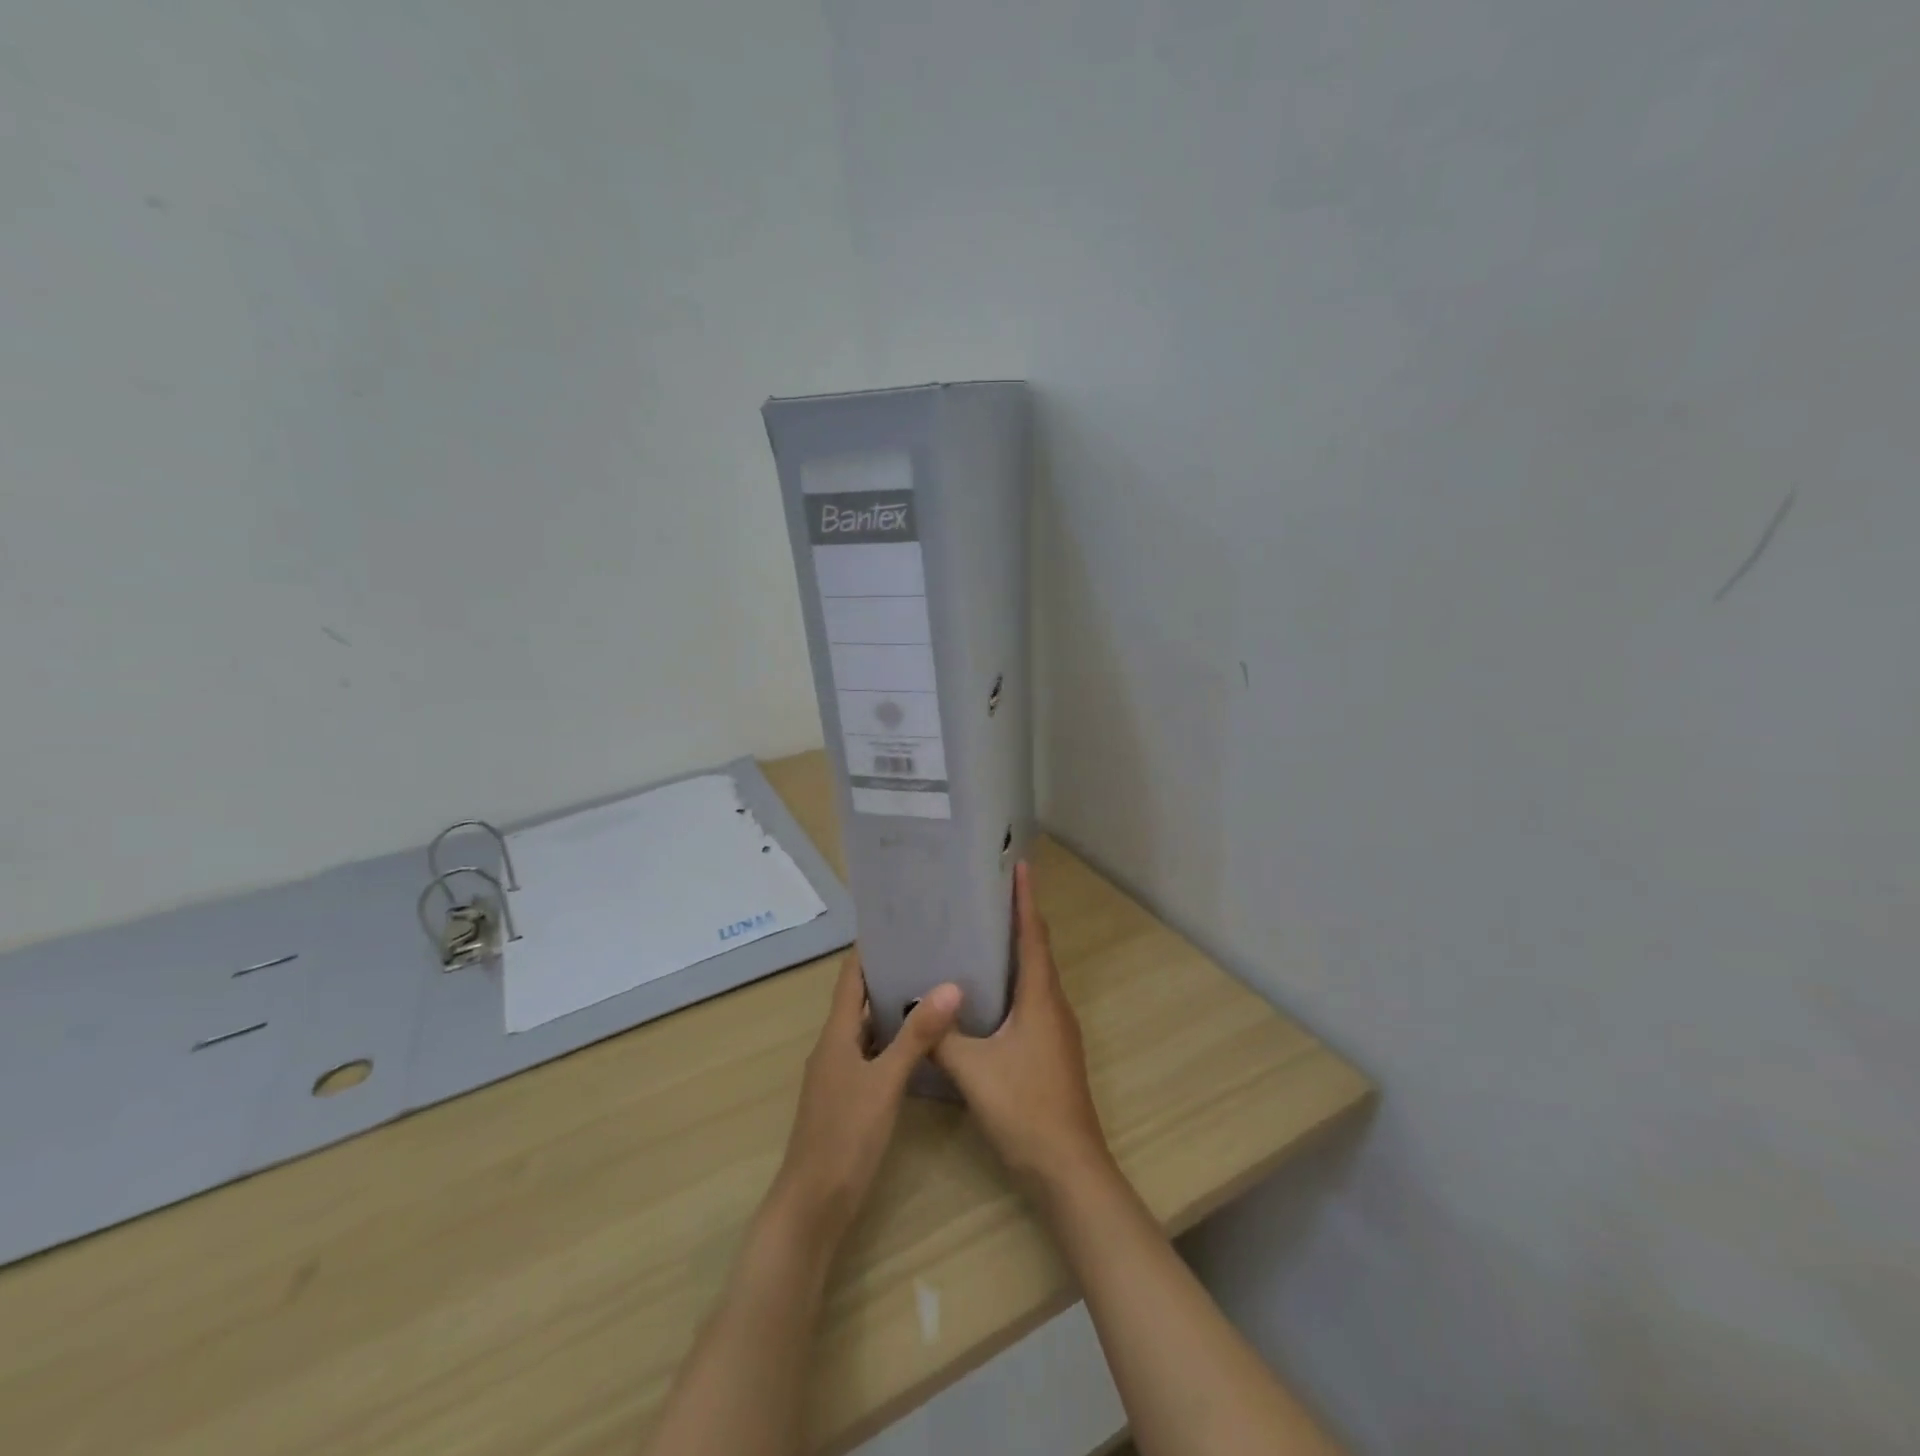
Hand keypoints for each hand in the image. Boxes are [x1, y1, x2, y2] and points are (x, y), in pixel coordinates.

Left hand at [767, 950, 961, 1251]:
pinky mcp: (848, 1097)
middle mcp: (834, 1047)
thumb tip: (950, 985)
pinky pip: (872, 1054)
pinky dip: (893, 1041)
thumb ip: (917, 1036)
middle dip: (890, 975)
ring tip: (933, 989)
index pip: (851, 978)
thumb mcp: (885, 1082)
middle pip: (860, 1000)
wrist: (813, 1205)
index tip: (899, 923)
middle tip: (930, 954)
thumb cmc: (845, 1136)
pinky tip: (922, 1045)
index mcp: (836, 1035)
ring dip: (893, 1009)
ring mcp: (839, 1074)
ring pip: (867, 1029)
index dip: (870, 950)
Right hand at [934, 863, 1113, 1198]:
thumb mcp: (973, 1070)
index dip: (1026, 900)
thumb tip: (914, 1005)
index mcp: (1041, 998)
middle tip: (985, 896)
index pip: (1033, 935)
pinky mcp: (1052, 1050)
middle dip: (1017, 920)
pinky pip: (1032, 1001)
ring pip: (1035, 978)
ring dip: (1015, 953)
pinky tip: (986, 995)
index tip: (1019, 866)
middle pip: (1037, 951)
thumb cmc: (1024, 1108)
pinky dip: (1013, 984)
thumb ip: (942, 1035)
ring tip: (980, 936)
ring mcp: (1057, 1029)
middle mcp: (1054, 1005)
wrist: (1067, 1167)